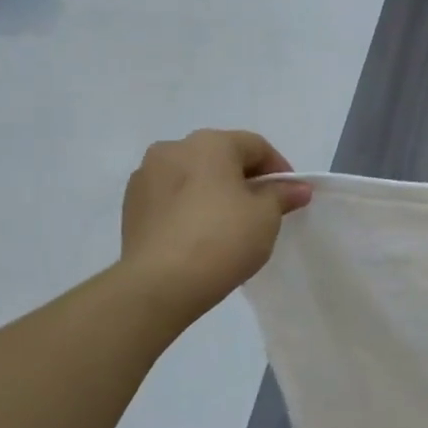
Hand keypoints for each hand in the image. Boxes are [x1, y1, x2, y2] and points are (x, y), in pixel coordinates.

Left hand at [119, 131, 311, 312]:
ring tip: (229, 224)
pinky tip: (200, 234)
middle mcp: (173, 148)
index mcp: (210, 143)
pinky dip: (189, 207)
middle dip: (245, 179)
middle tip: (262, 210)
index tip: (291, 197)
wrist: (160, 284)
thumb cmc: (223, 239)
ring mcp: (146, 176)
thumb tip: (296, 188)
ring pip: (193, 176)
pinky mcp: (131, 205)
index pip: (256, 146)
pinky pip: (171, 197)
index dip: (279, 169)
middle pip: (221, 157)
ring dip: (214, 191)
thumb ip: (282, 195)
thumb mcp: (266, 216)